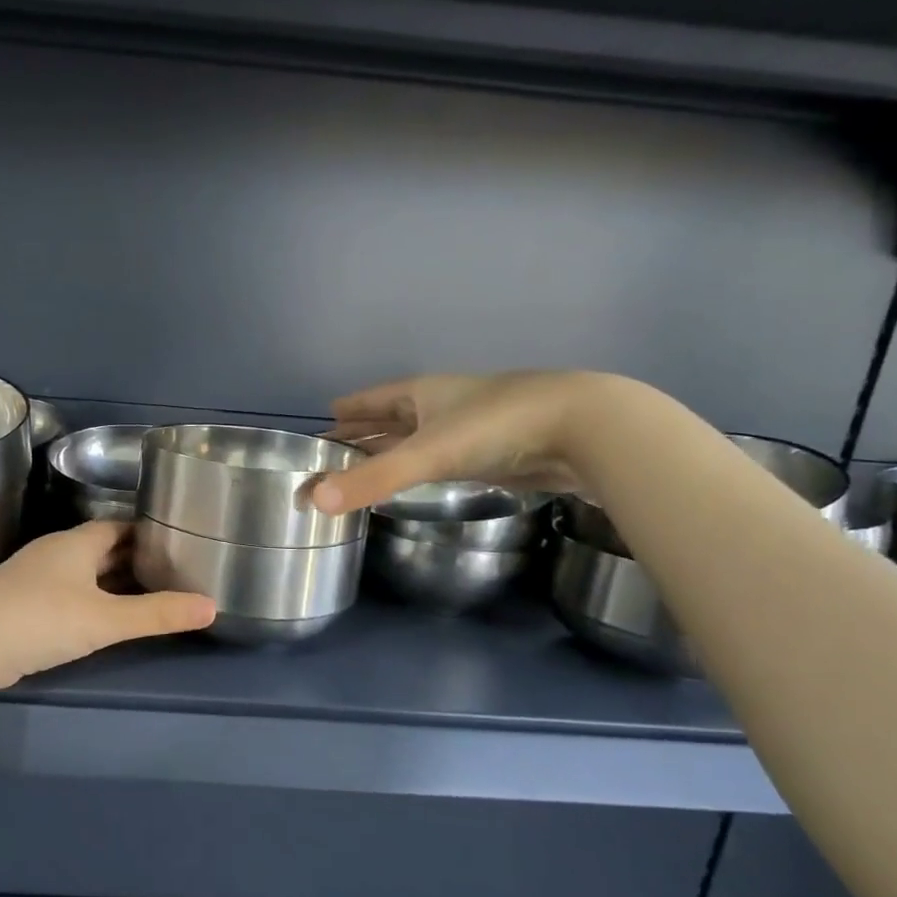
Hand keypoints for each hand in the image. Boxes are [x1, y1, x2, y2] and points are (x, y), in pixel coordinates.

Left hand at [0, 521, 215, 689]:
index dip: (147, 532)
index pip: (118, 526)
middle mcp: (54, 552)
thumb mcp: (106, 619)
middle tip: (169, 569)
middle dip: (132, 557)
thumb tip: (212, 607)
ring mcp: (33, 577)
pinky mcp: (19, 602)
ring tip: (144, 592)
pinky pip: (65, 591)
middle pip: (100, 547)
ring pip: (81, 571)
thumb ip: (158, 614)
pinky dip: (88, 598)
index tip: (176, 540)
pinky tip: (100, 616)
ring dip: (109, 579)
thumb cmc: (42, 619)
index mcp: (75, 543)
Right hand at [314, 371, 615, 514]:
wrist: (583, 428)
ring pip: (417, 440)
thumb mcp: (427, 454)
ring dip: (391, 450)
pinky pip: (440, 460)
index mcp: (422, 394)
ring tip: (363, 465)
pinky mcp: (491, 455)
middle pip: (392, 419)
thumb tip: (313, 502)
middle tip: (331, 449)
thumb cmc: (496, 427)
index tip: (326, 416)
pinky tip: (415, 478)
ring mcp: (468, 430)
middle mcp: (441, 407)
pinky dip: (419, 468)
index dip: (350, 408)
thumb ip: (372, 480)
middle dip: (363, 432)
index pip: (374, 399)